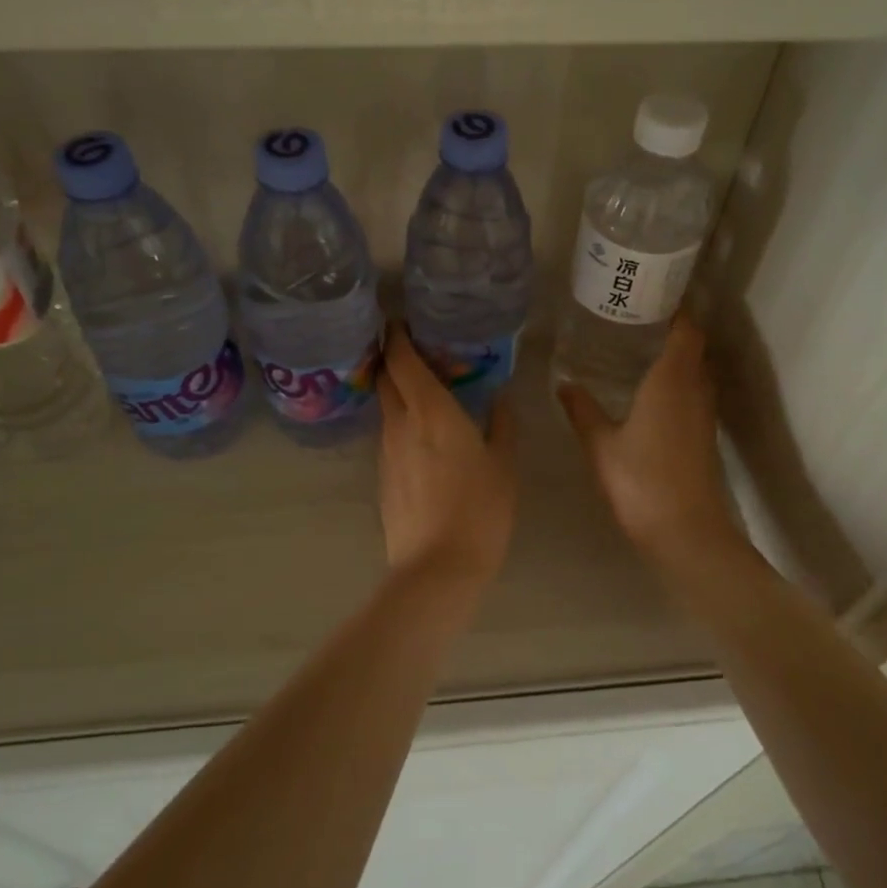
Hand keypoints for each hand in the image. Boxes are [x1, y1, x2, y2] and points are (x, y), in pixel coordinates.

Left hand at [378, 325, 517, 588]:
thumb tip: (500, 396)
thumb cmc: (480, 509)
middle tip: (414, 349)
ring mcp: (386, 451)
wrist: (437, 567)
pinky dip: (400, 422)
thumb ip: (501, 424)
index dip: (397, 336)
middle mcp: (400, 423)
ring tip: (423, 389)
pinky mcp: (383, 475)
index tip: (400, 320)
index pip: (402, 359)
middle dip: (392, 357)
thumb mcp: (503, 464)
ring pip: (386, 407)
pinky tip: (421, 434)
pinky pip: (389, 435)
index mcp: (430, 410)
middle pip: (385, 378)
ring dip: (397, 391)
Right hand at [558, 315, 740, 561]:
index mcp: (672, 381)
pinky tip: (649, 388)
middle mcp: (695, 389)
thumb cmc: (641, 482)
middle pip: (693, 346)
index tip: (651, 292)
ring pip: (695, 369)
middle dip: (672, 325)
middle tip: (635, 314)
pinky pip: (693, 391)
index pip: (686, 330)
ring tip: (639, 343)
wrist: (686, 533)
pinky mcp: (703, 434)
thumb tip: (564, 382)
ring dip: (676, 353)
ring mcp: (703, 413)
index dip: (675, 307)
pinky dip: (677, 378)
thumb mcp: (601, 445)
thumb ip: (582, 410)